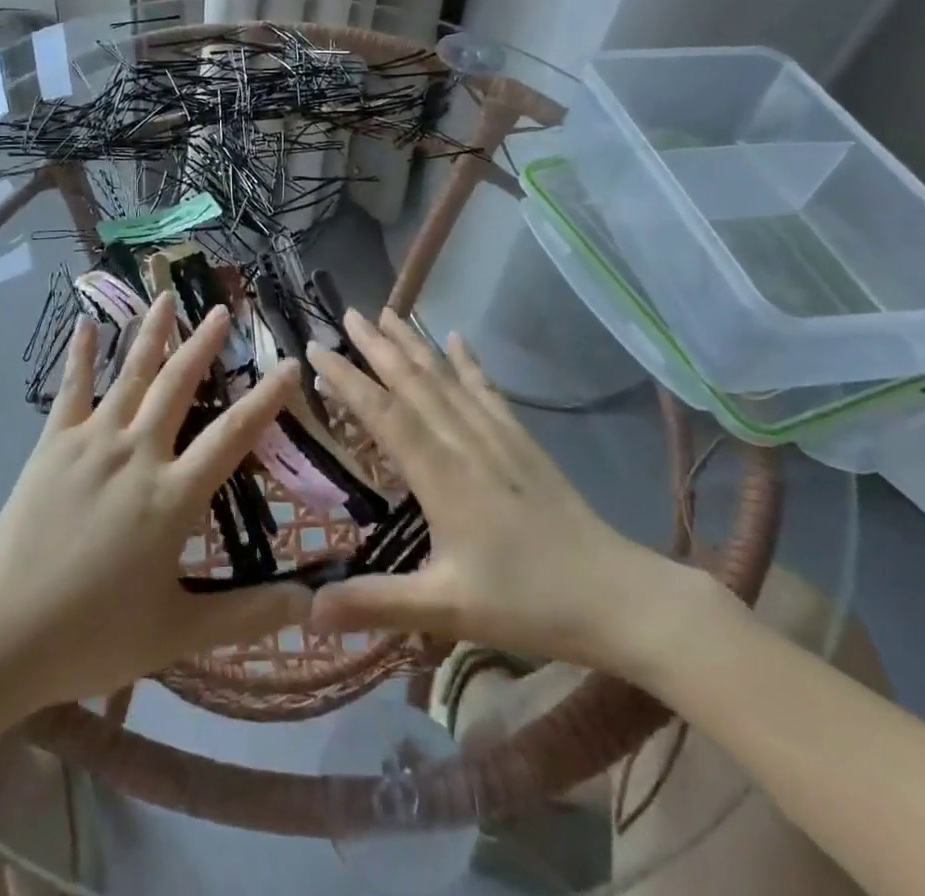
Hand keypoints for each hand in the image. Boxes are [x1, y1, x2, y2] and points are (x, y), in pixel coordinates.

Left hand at [0, 293, 309, 709]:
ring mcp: (92, 443)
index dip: (265, 399)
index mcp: (172, 496)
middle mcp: (137, 454)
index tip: (289, 365)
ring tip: (166, 298)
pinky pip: (71, 390)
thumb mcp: (178, 632)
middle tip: (222, 309)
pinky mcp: (52, 445)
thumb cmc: (93, 635)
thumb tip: (311, 602)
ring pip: (130, 375)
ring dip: (151, 335)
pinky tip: (84, 325)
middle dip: (203, 345)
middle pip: (178, 386)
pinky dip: (79, 355)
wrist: (1, 634)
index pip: (232, 436)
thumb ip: (247, 615)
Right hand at [306, 309, 693, 675]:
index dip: (348, 380)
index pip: (385, 414)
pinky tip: (457, 338)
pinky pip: (487, 390)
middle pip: (415, 383)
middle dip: (378, 346)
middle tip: (349, 313)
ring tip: (389, 313)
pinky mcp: (522, 441)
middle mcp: (465, 443)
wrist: (618, 596)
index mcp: (442, 476)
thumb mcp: (446, 610)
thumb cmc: (528, 603)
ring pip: (447, 379)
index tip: (316, 348)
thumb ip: (375, 604)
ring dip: (415, 344)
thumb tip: (305, 610)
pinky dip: (469, 362)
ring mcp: (497, 437)